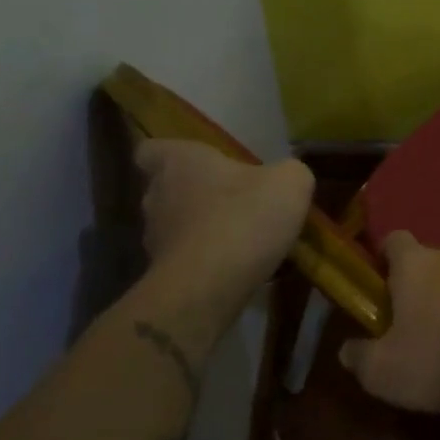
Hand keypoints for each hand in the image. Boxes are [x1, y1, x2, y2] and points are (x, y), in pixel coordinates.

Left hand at [134, 139, 313, 305]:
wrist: (209, 289)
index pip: (149, 150)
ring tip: (237, 238)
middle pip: (165, 189)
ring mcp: (154, 239)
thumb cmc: (244, 218)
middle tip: (229, 200)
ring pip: (174, 226)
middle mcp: (156, 196)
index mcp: (178, 162)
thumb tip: (287, 176)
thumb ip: (290, 171)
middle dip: (194, 194)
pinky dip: (205, 262)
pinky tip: (236, 268)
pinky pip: (185, 261)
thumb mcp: (290, 183)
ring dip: (200, 230)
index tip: (194, 163)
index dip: (168, 154)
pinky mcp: (161, 276)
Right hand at [338, 232, 439, 412]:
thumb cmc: (438, 359)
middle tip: (422, 321)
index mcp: (416, 264)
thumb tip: (347, 351)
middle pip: (434, 259)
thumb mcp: (384, 372)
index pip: (395, 240)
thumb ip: (360, 358)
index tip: (383, 282)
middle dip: (427, 283)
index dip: (387, 258)